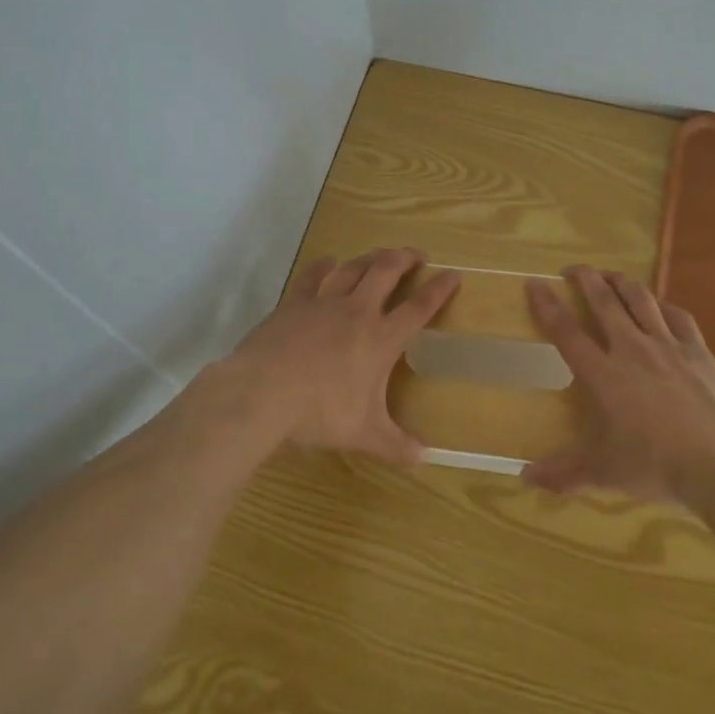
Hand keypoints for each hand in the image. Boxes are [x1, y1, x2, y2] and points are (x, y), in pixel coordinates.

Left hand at [216, 248, 459, 464]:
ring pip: (353, 267)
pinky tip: (330, 262)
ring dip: (371, 257)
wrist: (262, 392)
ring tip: (381, 255)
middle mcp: (357, 311)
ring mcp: (324, 302)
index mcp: (380, 338)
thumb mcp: (363, 434)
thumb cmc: (319, 412)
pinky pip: (314, 275)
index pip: (419, 307)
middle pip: (386, 271)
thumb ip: (395, 445)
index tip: (453, 274)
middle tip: (417, 255)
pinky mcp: (295, 302)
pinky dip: (326, 265)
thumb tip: (424, 458)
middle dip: (405, 258)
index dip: (439, 289)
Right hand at [524, 266, 714, 504]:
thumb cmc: (657, 466)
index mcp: (603, 374)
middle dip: (585, 278)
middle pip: (604, 301)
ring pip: (640, 299)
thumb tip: (525, 477)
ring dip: (621, 282)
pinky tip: (659, 305)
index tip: (534, 282)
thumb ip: (563, 472)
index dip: (547, 303)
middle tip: (573, 268)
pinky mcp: (699, 351)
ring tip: (610, 276)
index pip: (566, 330)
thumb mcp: (604, 473)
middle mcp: (631, 349)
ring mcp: (668, 346)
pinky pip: (677, 316)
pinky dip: (662, 305)